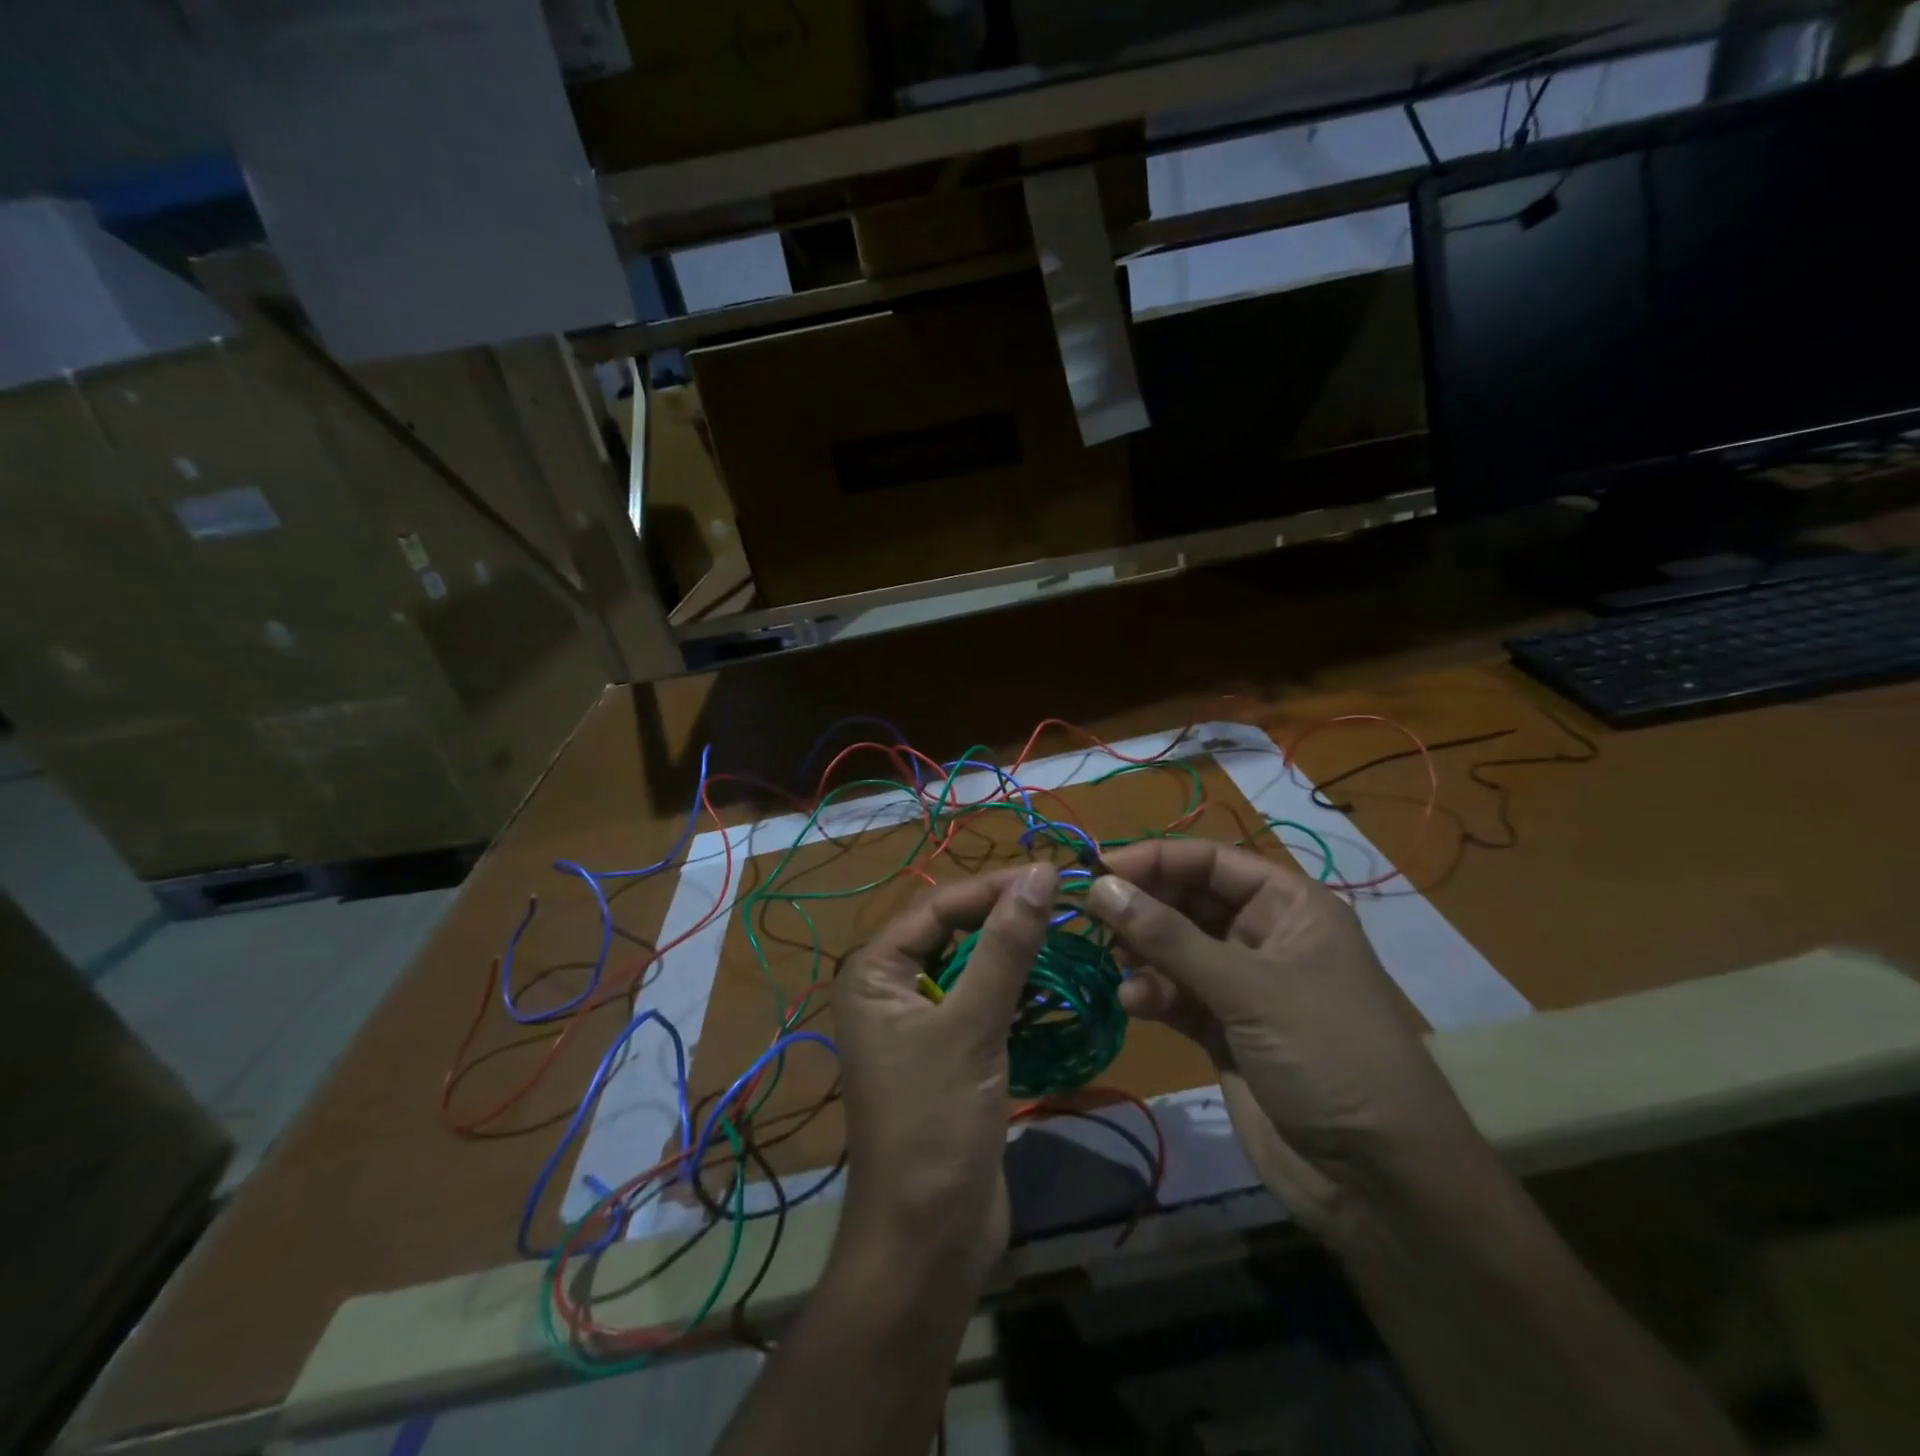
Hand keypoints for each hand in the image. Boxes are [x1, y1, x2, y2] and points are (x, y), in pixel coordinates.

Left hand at [832, 863, 1057, 1279]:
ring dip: (1012, 950)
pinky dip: (1013, 988)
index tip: (1051, 875)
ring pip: (970, 966)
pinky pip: (980, 1002)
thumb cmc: (936, 1124)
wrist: (928, 1241)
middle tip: (1063, 899)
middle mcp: (889, 988)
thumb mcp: (972, 1027)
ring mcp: (918, 1023)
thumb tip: (1040, 874)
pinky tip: (1051, 979)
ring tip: (1065, 929)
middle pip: (951, 931)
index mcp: (874, 972)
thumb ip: (1006, 947)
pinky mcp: (948, 1053)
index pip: (937, 906)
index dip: (993, 887)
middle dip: (1003, 914)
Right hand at [1082, 840, 1484, 1238]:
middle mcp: (1266, 937)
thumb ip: (1169, 938)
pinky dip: (1152, 995)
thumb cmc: (1329, 1057)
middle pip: (1190, 902)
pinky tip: (1133, 1005)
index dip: (1157, 859)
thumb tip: (1099, 887)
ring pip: (1177, 950)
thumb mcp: (1249, 989)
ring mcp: (1244, 987)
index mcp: (1292, 907)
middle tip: (1091, 916)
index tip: (1100, 870)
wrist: (1378, 1183)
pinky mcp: (1224, 1032)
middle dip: (1143, 907)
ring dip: (1142, 954)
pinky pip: (1176, 996)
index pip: (1213, 862)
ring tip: (1110, 963)